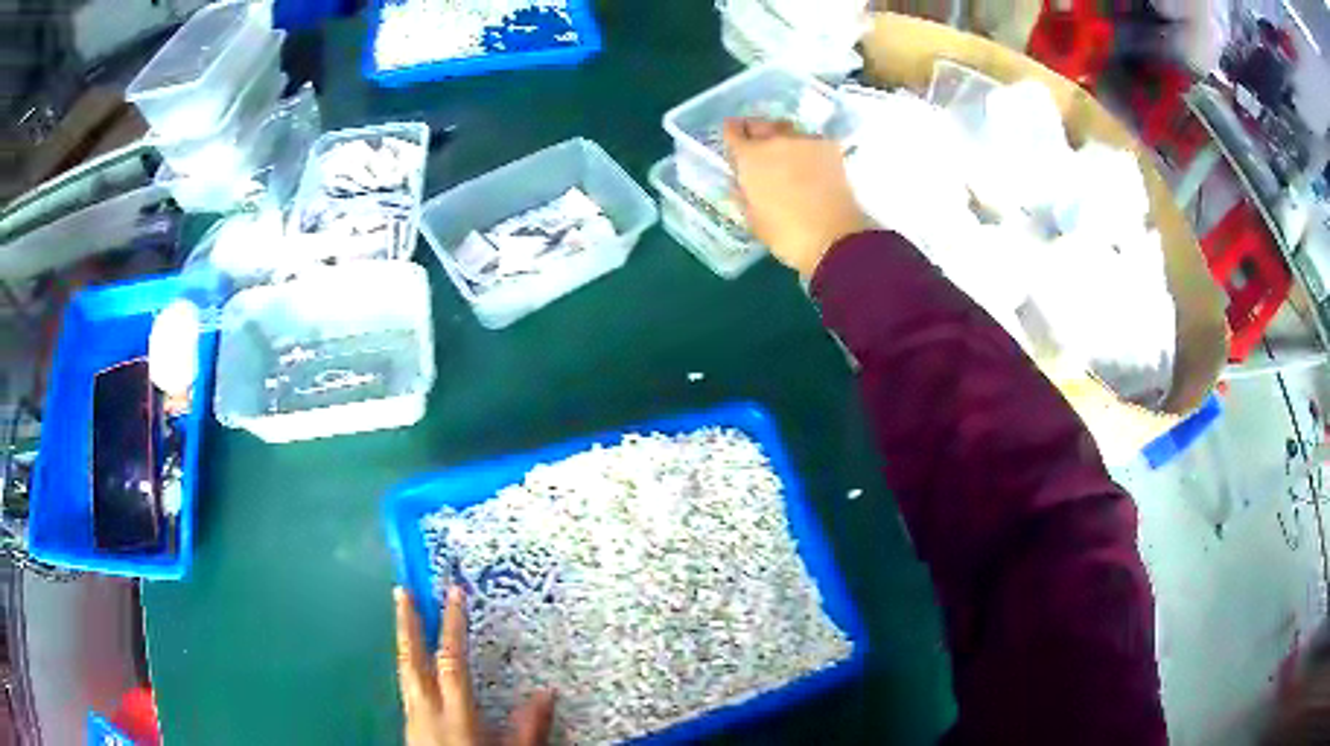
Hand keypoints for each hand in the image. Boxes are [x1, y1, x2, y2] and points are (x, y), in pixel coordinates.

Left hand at [395, 586, 554, 745]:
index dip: (453, 627)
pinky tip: (413, 666)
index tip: (454, 594)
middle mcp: (426, 710)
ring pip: (403, 673)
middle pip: (411, 660)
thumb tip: (547, 693)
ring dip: (403, 642)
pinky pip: (406, 688)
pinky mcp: (408, 727)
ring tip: (403, 619)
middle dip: (406, 624)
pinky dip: (408, 668)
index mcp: (455, 715)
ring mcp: (412, 718)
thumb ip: (528, 728)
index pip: (451, 662)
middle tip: (401, 591)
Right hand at [723, 118, 871, 276]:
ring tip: (785, 153)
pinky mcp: (830, 148)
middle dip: (756, 132)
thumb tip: (743, 185)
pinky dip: (806, 148)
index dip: (731, 134)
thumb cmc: (786, 234)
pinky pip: (811, 141)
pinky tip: (809, 162)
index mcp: (750, 157)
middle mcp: (776, 141)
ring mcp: (805, 141)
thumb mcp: (753, 219)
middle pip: (761, 125)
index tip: (732, 139)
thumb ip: (745, 194)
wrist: (835, 237)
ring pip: (787, 130)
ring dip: (782, 138)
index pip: (733, 133)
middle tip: (757, 144)